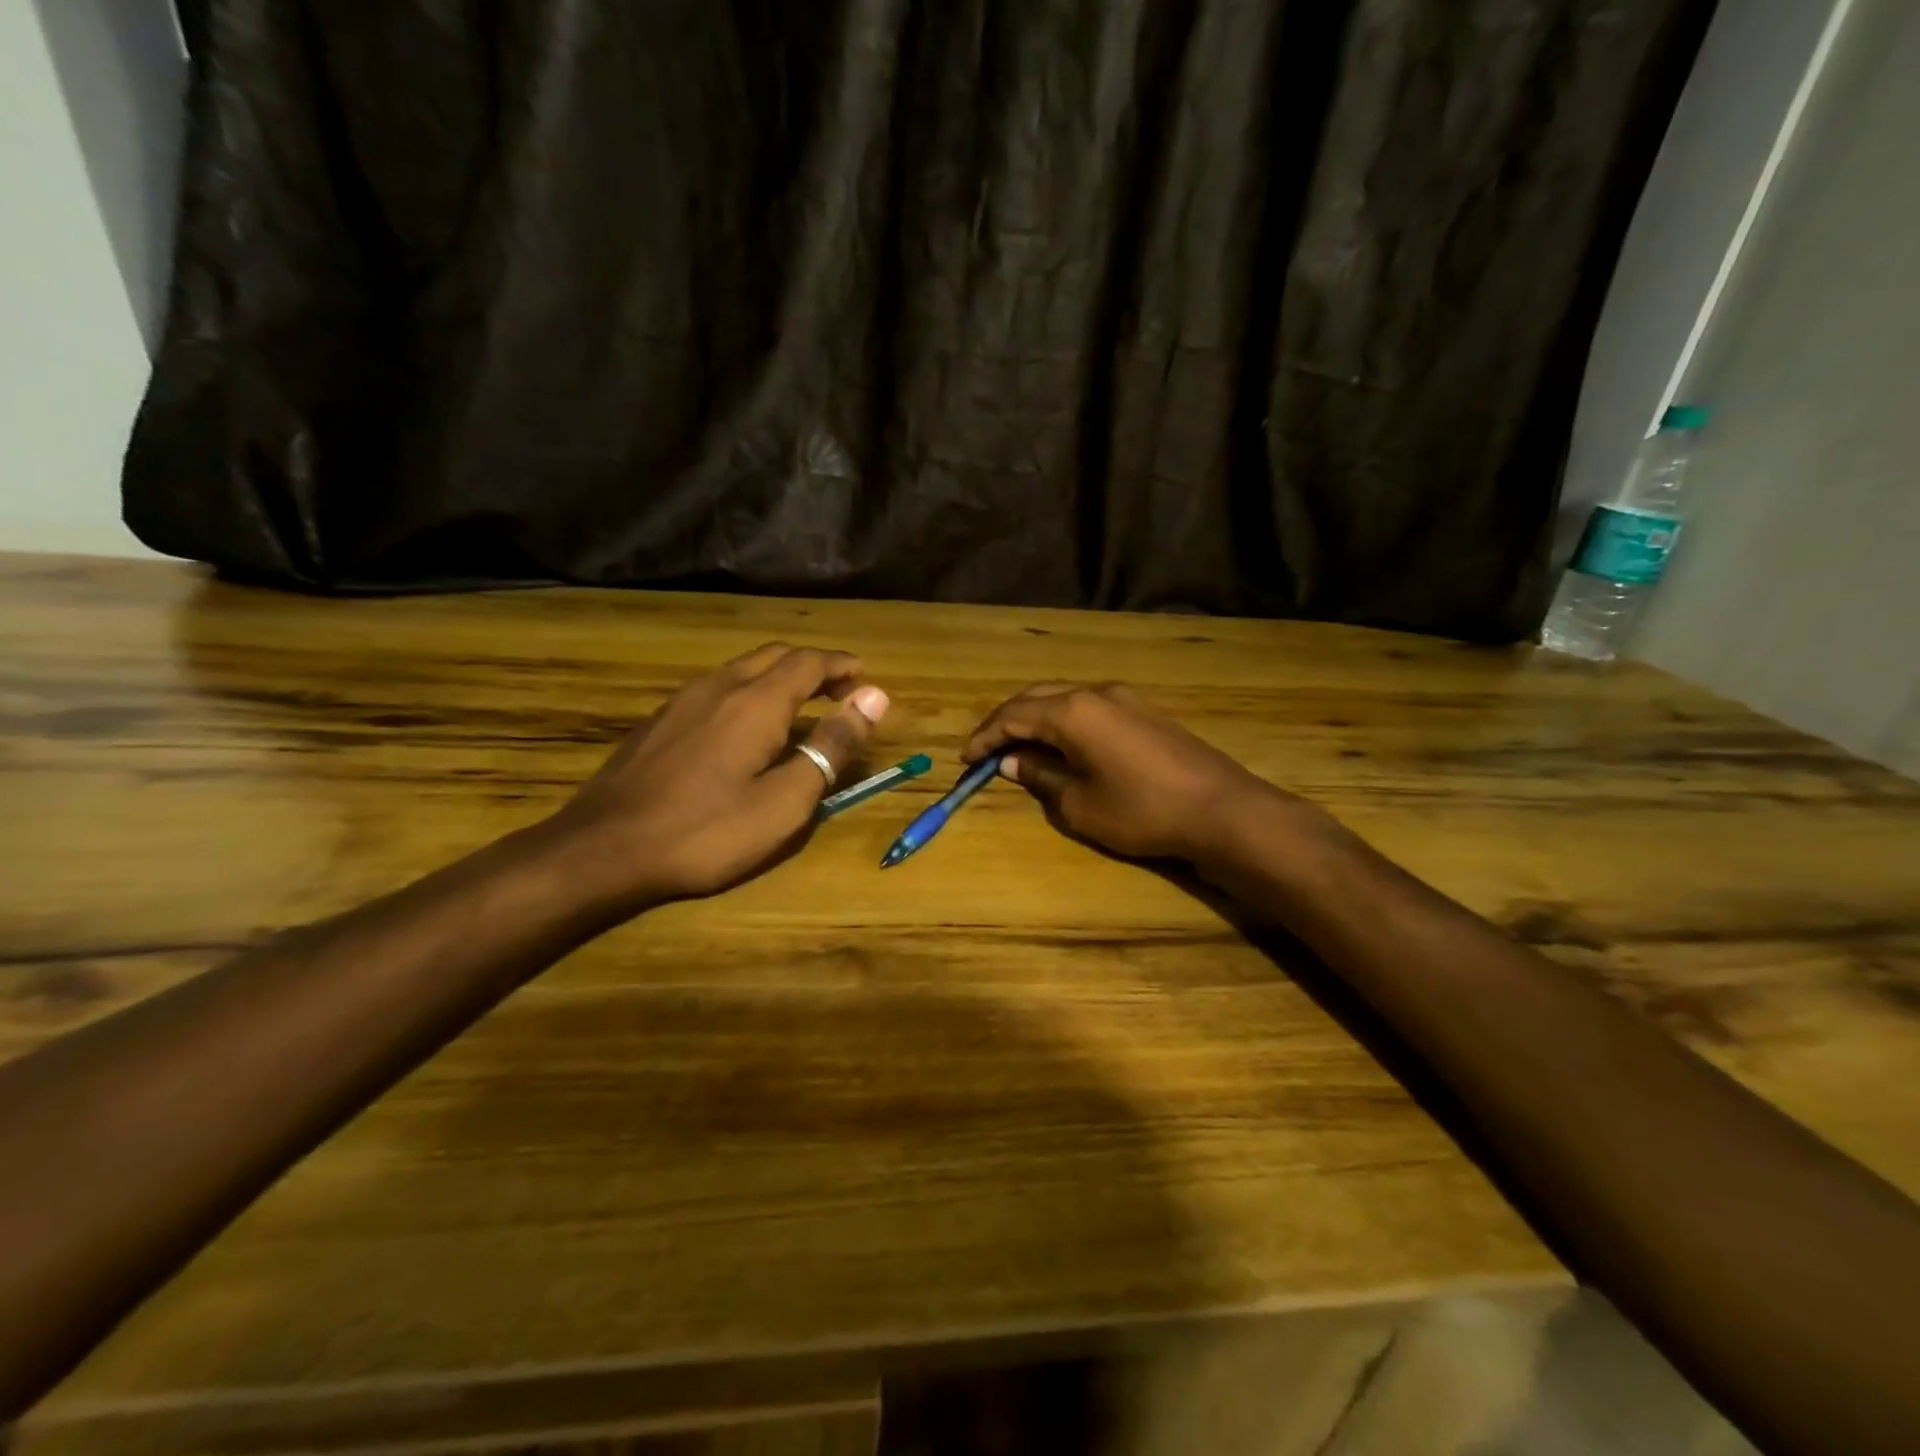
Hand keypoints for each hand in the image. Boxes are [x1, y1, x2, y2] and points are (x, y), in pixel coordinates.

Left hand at [548, 644, 888, 904]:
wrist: (603, 849)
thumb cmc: (706, 832)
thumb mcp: (784, 801)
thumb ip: (831, 748)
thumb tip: (875, 698)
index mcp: (756, 702)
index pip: (809, 662)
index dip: (842, 666)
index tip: (865, 679)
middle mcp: (720, 686)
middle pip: (776, 656)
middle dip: (814, 666)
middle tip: (840, 691)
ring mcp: (683, 700)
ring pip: (743, 668)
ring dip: (780, 676)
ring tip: (800, 705)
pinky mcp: (660, 720)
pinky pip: (717, 687)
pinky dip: (749, 691)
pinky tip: (746, 725)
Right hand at [962, 682, 1304, 863]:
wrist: (1219, 809)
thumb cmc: (1141, 811)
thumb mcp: (1079, 805)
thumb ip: (1041, 777)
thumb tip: (1013, 761)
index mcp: (1072, 712)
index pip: (1014, 716)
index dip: (986, 737)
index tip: (966, 758)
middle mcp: (1095, 693)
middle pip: (1036, 697)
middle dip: (1007, 721)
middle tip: (988, 748)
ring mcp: (1124, 698)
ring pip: (1064, 698)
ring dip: (1037, 718)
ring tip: (1020, 746)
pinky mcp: (1144, 711)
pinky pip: (1089, 707)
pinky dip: (1064, 721)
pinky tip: (1063, 744)